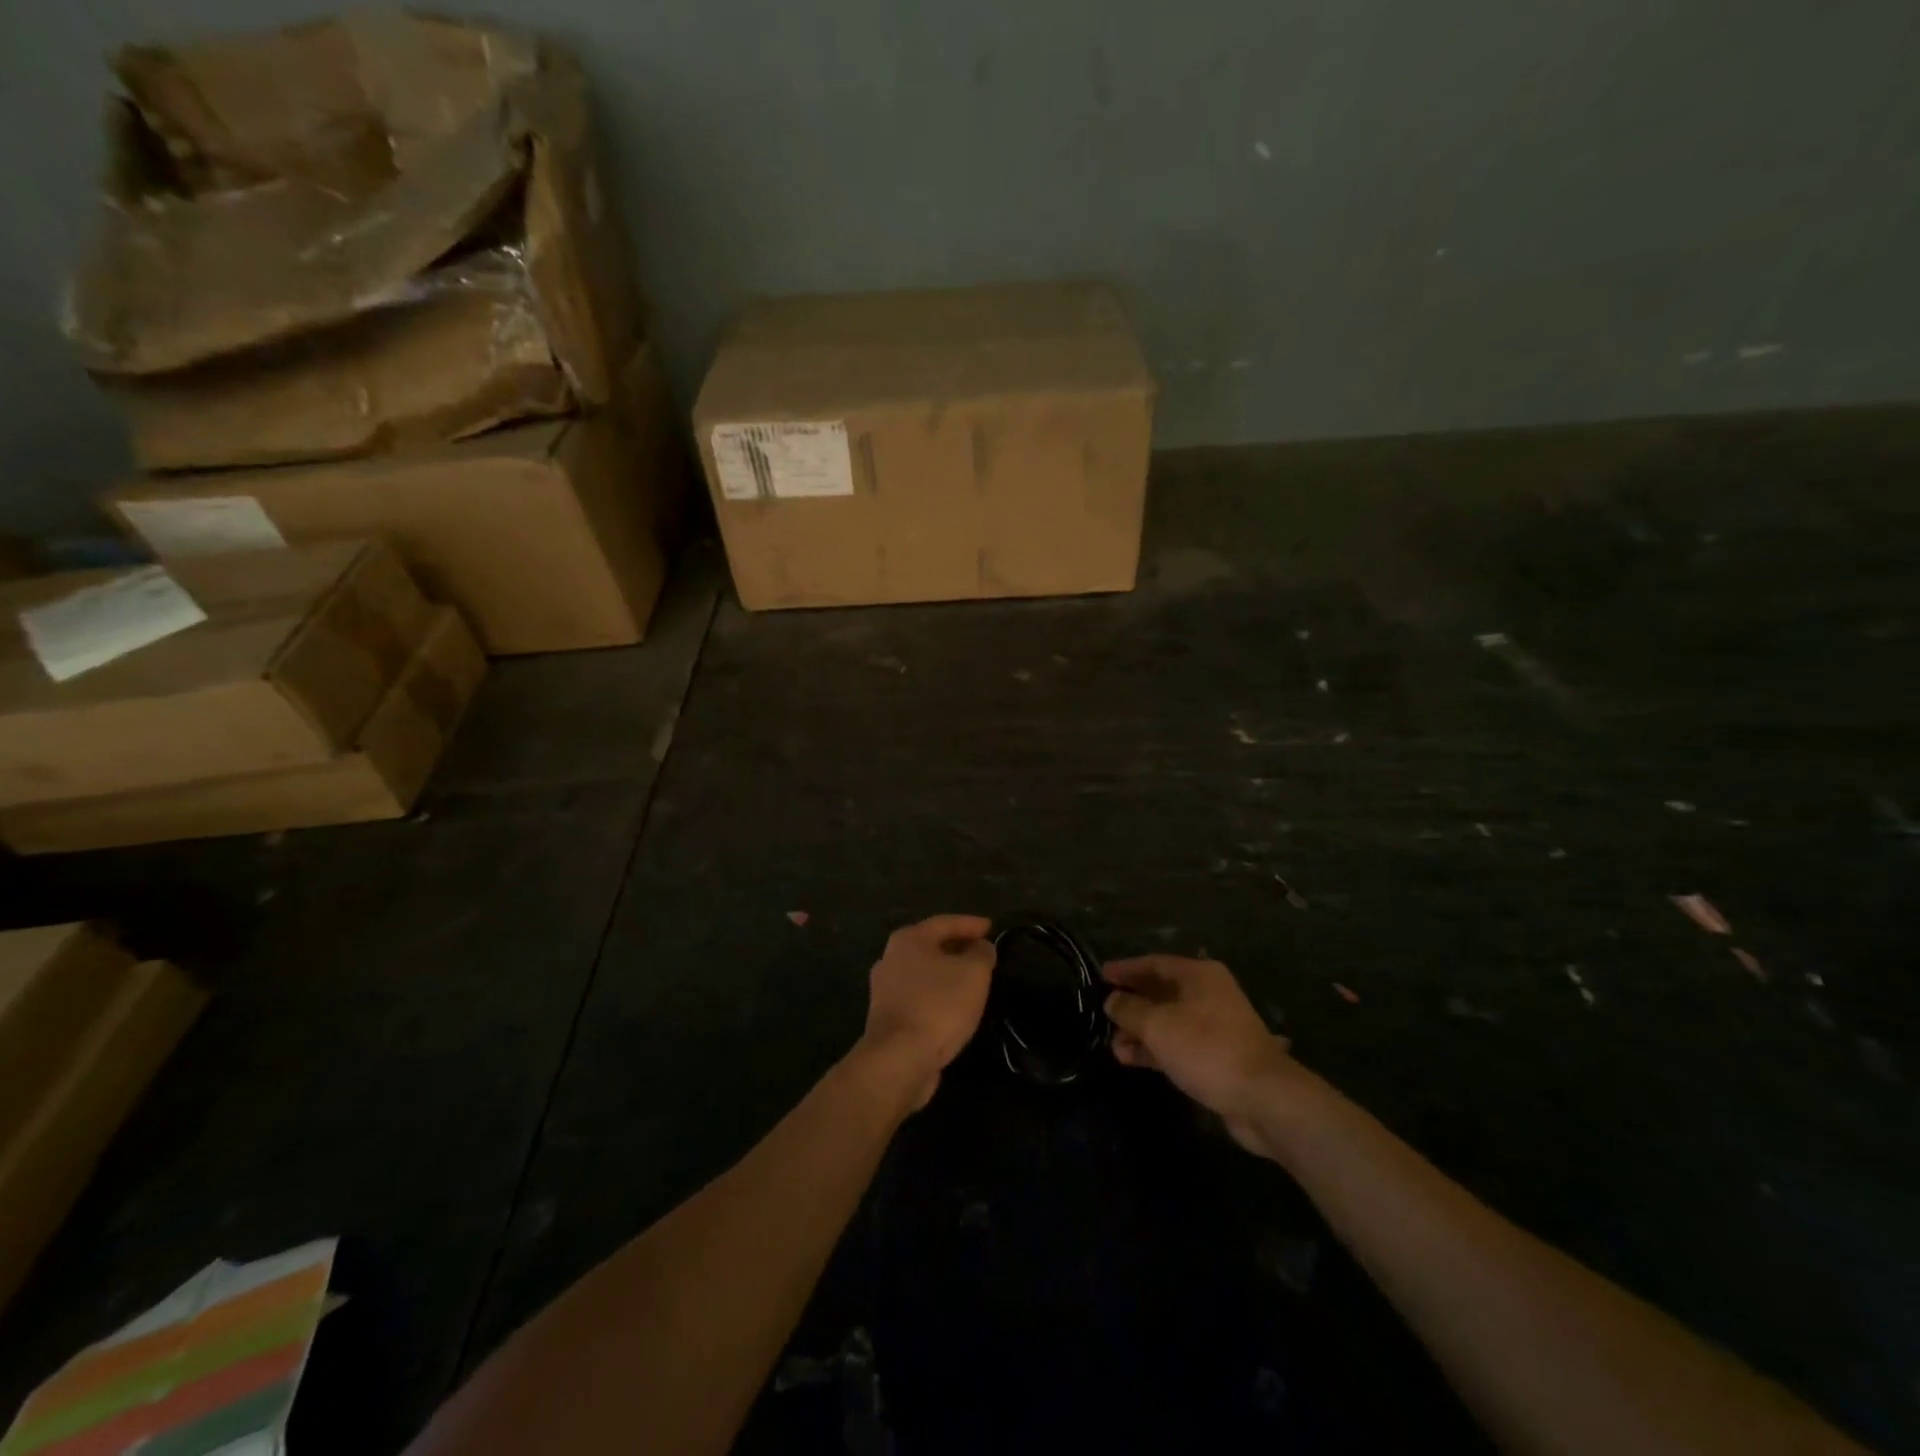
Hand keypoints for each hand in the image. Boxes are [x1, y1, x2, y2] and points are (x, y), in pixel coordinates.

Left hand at [857, 915, 996, 1110]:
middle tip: (982, 952)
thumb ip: (981, 954)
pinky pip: (919, 996)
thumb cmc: (938, 1006)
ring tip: (972, 980)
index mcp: (908, 939)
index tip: (991, 927)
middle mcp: (891, 958)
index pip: (945, 922)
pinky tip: (953, 1006)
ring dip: (947, 974)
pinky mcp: (887, 1018)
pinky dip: (938, 995)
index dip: (970, 924)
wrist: (899, 1059)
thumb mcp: (973, 973)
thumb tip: (981, 947)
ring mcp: (885, 989)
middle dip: (957, 948)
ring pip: (924, 973)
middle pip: (931, 946)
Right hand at [1104, 954, 1312, 1157]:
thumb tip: (1111, 1000)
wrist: (1263, 1099)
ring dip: (1140, 1031)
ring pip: (1167, 1020)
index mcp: (1199, 975)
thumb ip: (1129, 1009)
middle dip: (1131, 1004)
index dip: (1126, 969)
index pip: (1154, 963)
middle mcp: (1208, 994)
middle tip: (1102, 1013)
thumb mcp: (1158, 1025)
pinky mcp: (1216, 1056)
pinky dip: (1155, 1049)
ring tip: (1113, 1045)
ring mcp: (1214, 1026)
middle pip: (1161, 991)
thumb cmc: (1207, 1049)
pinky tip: (1130, 1059)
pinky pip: (1177, 1044)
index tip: (1100, 975)